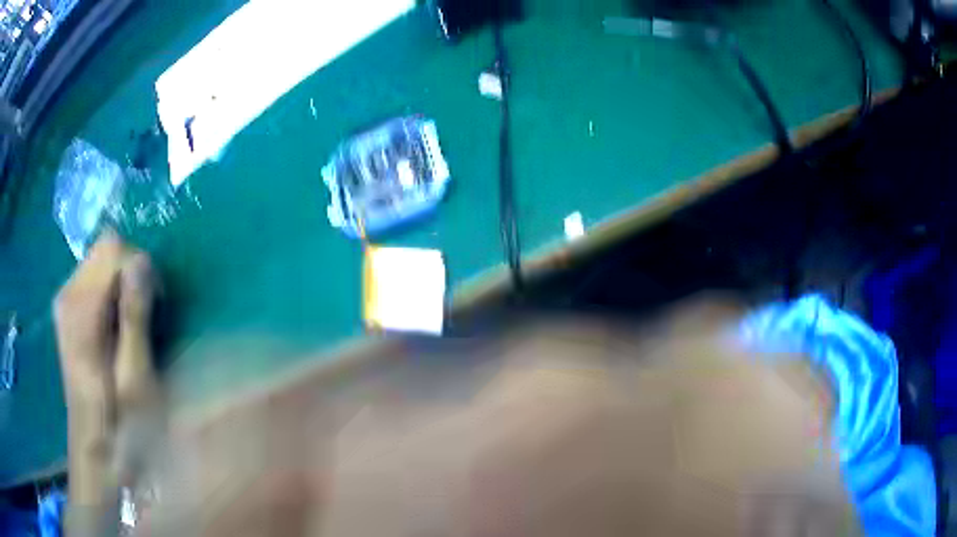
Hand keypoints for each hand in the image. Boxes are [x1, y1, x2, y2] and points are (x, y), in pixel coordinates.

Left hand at [54, 231, 157, 413]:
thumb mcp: (136, 377)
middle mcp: (67, 294)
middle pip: (106, 248)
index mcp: (81, 308)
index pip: (113, 248)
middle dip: (132, 273)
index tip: (154, 306)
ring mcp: (65, 300)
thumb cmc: (120, 420)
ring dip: (123, 283)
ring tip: (131, 324)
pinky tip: (116, 325)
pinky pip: (94, 277)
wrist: (95, 446)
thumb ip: (135, 317)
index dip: (140, 268)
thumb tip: (142, 262)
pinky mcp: (67, 309)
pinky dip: (111, 291)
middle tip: (146, 316)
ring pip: (101, 259)